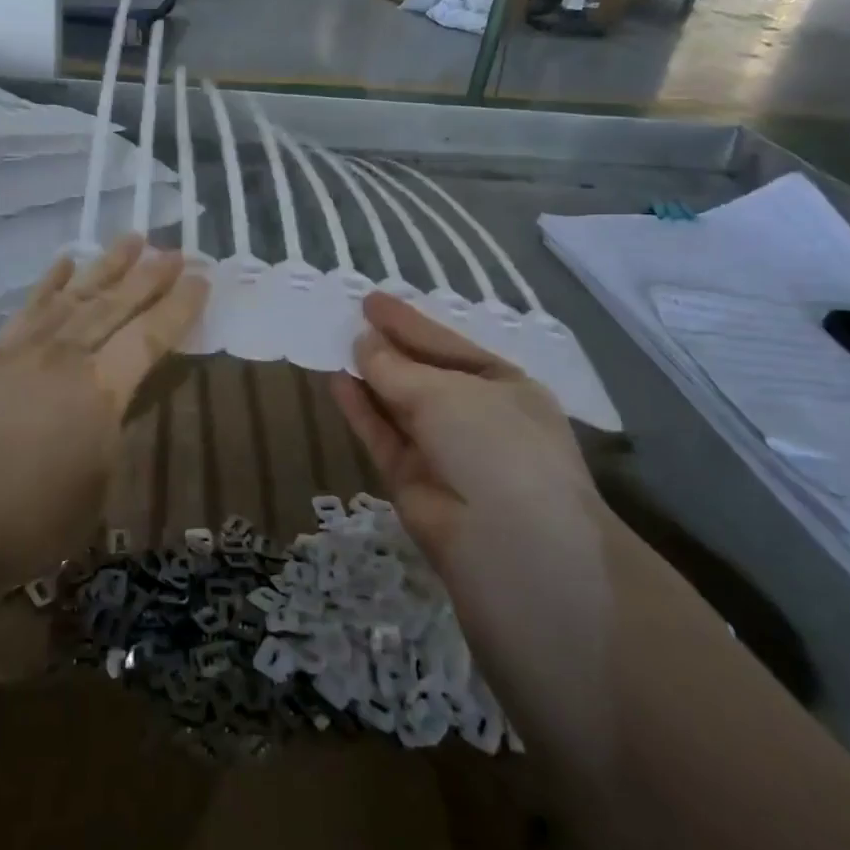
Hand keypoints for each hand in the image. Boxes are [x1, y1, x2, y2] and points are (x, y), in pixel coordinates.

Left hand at [0, 235, 207, 585]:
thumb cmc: (38, 519)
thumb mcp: (101, 479)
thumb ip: (118, 422)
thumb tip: (127, 388)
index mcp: (100, 391)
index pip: (149, 335)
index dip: (178, 306)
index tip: (201, 277)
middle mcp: (64, 357)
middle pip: (114, 305)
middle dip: (148, 275)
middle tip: (175, 250)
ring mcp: (23, 351)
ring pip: (74, 296)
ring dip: (105, 265)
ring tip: (132, 239)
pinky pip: (27, 309)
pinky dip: (49, 283)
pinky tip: (65, 262)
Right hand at [329, 291, 600, 568]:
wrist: (512, 548)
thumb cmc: (496, 445)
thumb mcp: (446, 393)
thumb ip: (396, 367)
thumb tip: (363, 343)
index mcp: (505, 388)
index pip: (448, 346)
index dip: (410, 323)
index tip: (372, 301)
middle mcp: (477, 419)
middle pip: (424, 375)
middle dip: (390, 349)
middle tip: (351, 320)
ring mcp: (445, 453)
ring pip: (399, 406)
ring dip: (371, 378)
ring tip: (337, 345)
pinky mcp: (413, 483)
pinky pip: (383, 437)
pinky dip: (361, 411)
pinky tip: (337, 382)